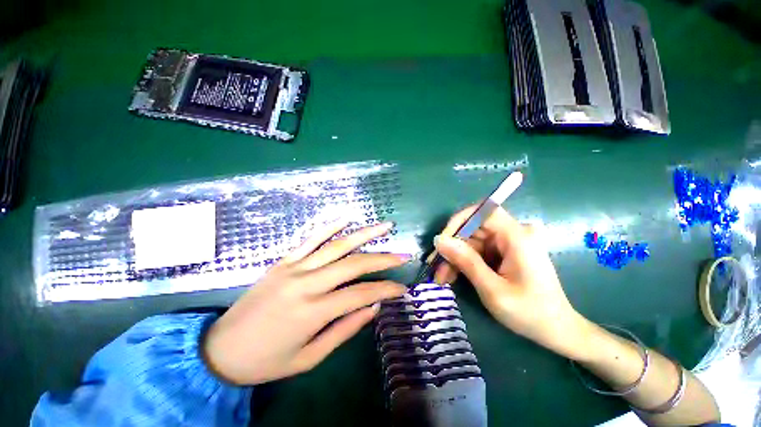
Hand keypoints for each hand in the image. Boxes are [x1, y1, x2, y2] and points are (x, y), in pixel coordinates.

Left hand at [203, 221, 408, 384]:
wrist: (220, 350)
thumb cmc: (267, 360)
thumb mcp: (310, 357)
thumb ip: (345, 329)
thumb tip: (373, 306)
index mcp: (313, 312)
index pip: (361, 294)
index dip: (385, 289)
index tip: (402, 288)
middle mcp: (306, 284)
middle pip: (353, 264)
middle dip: (383, 258)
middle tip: (403, 254)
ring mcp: (294, 267)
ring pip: (336, 245)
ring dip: (364, 234)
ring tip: (385, 226)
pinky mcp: (283, 260)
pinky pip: (310, 238)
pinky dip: (330, 226)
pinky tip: (347, 218)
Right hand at [432, 204, 593, 360]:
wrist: (557, 330)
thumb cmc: (529, 313)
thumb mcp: (492, 289)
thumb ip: (465, 261)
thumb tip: (439, 240)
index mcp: (518, 237)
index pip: (483, 211)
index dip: (459, 221)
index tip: (442, 241)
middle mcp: (515, 234)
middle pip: (474, 229)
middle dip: (453, 247)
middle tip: (436, 268)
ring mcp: (510, 243)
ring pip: (472, 241)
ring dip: (456, 258)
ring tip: (442, 278)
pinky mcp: (506, 252)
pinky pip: (479, 250)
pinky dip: (465, 262)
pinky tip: (453, 276)